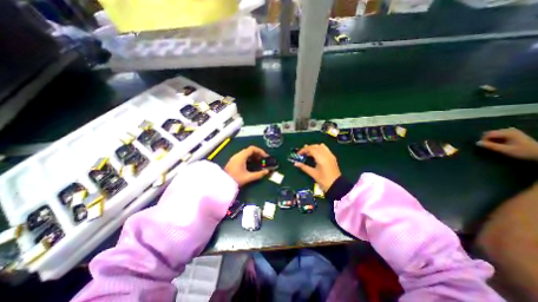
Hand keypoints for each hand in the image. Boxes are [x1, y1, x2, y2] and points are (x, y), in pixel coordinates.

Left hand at [226, 145, 271, 186]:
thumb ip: (259, 174)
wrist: (222, 183)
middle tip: (263, 160)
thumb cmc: (235, 179)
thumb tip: (267, 171)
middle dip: (257, 154)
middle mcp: (238, 155)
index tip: (265, 156)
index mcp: (241, 156)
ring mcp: (234, 158)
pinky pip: (243, 157)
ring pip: (246, 153)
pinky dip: (249, 159)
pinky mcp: (233, 161)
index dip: (260, 151)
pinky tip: (251, 165)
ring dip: (253, 156)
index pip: (252, 148)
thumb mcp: (248, 177)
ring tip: (258, 163)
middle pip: (249, 150)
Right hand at [294, 142, 338, 190]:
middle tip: (302, 153)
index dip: (303, 150)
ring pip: (321, 146)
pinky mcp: (332, 157)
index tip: (298, 154)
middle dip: (308, 148)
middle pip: (315, 146)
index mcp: (321, 158)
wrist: (336, 185)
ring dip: (314, 148)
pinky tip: (316, 155)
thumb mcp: (313, 173)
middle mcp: (326, 154)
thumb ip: (304, 167)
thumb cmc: (323, 180)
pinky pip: (325, 149)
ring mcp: (330, 155)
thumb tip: (296, 163)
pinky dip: (319, 149)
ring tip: (308, 153)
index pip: (311, 149)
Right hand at [480, 127, 536, 160]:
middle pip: (490, 133)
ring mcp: (512, 131)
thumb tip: (477, 143)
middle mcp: (509, 130)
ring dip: (491, 139)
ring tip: (495, 145)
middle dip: (487, 139)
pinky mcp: (514, 133)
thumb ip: (490, 146)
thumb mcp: (505, 150)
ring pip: (494, 134)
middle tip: (489, 146)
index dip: (483, 140)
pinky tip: (500, 143)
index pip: (488, 134)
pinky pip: (499, 134)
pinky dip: (496, 138)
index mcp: (507, 132)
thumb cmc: (523, 152)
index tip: (485, 147)